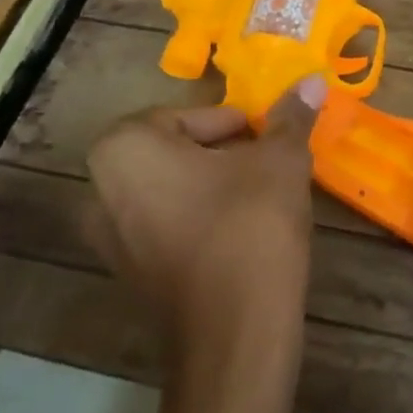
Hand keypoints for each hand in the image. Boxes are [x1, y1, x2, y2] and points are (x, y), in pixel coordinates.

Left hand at [85, 76, 326, 349]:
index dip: (232, 122)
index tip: (266, 135)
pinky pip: (166, 226)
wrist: (235, 332)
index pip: (185, 115)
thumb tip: (313, 80)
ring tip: (261, 193)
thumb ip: (291, 116)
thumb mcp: (280, 159)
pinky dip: (200, 218)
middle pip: (174, 151)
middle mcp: (100, 191)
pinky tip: (243, 229)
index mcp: (125, 150)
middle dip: (222, 151)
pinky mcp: (129, 275)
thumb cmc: (250, 224)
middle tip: (266, 159)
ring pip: (170, 189)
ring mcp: (108, 240)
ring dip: (213, 184)